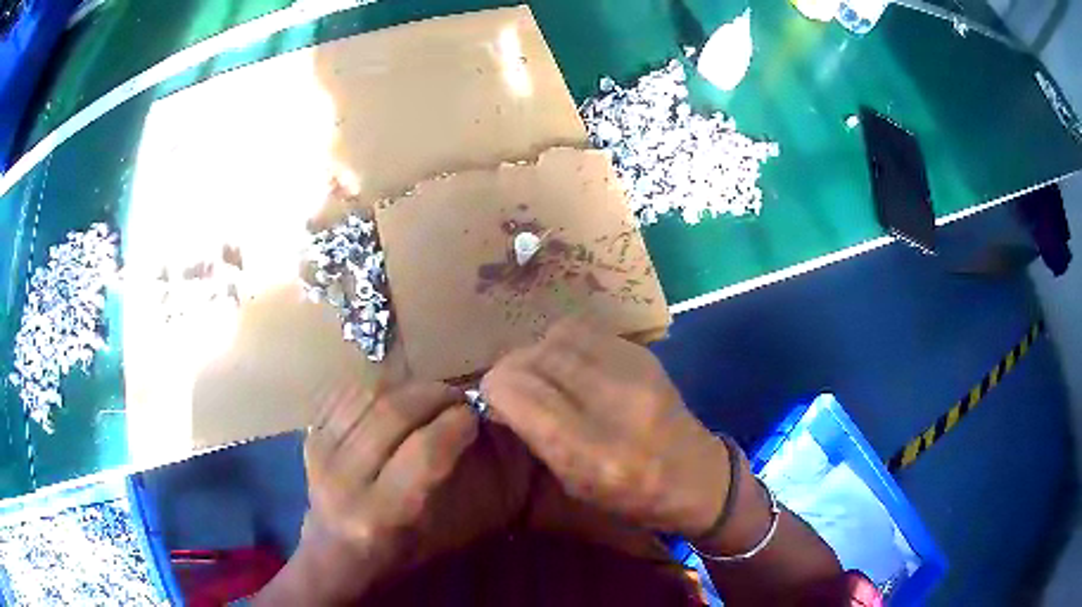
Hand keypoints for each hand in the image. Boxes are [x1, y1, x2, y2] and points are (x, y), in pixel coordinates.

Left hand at [301, 381, 479, 598]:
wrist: (335, 555)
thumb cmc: (397, 553)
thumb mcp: (440, 536)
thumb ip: (459, 483)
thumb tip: (479, 427)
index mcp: (383, 514)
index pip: (424, 453)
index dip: (455, 425)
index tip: (473, 416)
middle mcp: (346, 482)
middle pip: (392, 415)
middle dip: (434, 395)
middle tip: (456, 397)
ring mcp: (321, 455)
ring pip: (367, 396)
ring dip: (406, 387)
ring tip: (428, 394)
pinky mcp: (309, 438)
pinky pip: (345, 394)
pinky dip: (376, 387)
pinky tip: (395, 396)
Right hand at [481, 318, 730, 537]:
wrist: (696, 476)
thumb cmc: (630, 496)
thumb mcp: (573, 483)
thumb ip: (535, 436)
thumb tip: (502, 392)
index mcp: (593, 453)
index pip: (522, 395)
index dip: (495, 388)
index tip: (490, 395)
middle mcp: (614, 405)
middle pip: (537, 359)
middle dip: (511, 368)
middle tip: (510, 383)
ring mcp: (635, 373)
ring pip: (558, 337)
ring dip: (537, 352)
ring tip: (539, 372)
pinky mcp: (644, 355)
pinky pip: (585, 331)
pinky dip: (563, 344)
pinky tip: (567, 364)